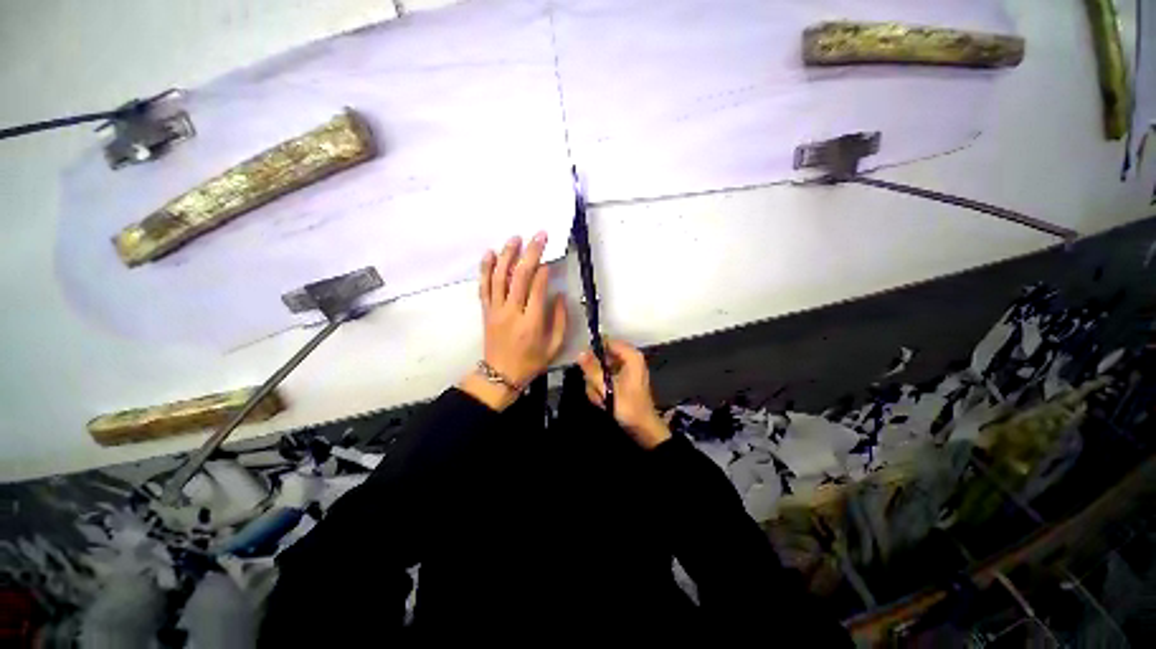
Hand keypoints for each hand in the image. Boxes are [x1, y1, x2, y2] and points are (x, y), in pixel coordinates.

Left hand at [459, 232, 566, 410]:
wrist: (500, 374)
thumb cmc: (531, 361)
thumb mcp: (554, 346)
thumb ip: (559, 320)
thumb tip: (558, 295)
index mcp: (531, 323)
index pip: (537, 289)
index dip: (544, 271)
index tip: (550, 258)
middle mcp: (512, 312)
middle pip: (519, 277)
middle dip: (530, 253)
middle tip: (539, 235)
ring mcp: (495, 310)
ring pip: (499, 277)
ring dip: (508, 254)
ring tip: (516, 237)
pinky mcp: (486, 310)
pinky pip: (484, 286)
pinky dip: (485, 268)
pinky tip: (490, 253)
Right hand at [578, 339, 670, 449]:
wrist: (643, 428)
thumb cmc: (629, 406)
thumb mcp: (607, 388)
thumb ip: (593, 369)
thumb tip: (579, 353)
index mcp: (631, 356)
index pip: (607, 342)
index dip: (594, 351)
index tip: (584, 363)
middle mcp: (629, 359)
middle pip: (602, 357)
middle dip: (595, 374)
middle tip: (595, 388)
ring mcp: (626, 370)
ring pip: (602, 369)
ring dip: (597, 384)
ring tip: (601, 398)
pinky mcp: (622, 380)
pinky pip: (606, 378)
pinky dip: (602, 389)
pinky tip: (603, 400)